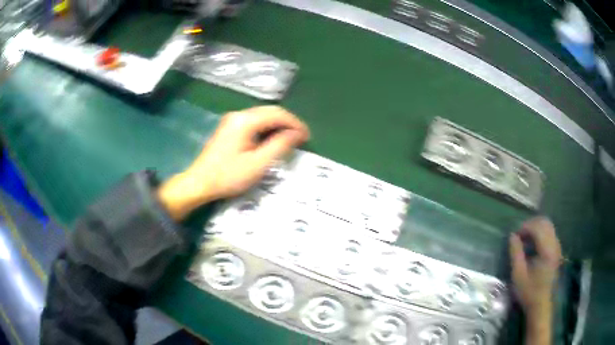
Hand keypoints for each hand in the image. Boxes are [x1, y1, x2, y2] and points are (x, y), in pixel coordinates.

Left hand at [157, 106, 309, 219]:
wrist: (199, 182)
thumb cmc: (228, 176)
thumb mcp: (258, 164)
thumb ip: (279, 146)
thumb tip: (297, 133)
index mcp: (245, 121)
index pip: (277, 114)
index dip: (295, 123)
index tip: (308, 136)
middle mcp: (239, 115)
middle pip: (270, 111)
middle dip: (288, 122)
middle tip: (302, 138)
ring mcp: (232, 120)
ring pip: (262, 116)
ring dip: (278, 125)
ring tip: (291, 139)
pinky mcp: (229, 127)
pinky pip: (254, 122)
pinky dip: (267, 128)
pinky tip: (272, 139)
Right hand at [509, 216, 561, 344]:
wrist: (540, 304)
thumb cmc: (528, 291)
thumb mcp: (518, 275)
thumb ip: (516, 253)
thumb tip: (512, 236)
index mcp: (547, 251)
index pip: (538, 228)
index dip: (526, 227)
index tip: (515, 235)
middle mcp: (555, 245)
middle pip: (545, 223)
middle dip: (531, 224)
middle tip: (520, 234)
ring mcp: (557, 247)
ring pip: (548, 226)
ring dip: (536, 227)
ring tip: (525, 238)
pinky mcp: (557, 250)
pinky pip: (550, 233)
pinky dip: (541, 232)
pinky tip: (533, 243)